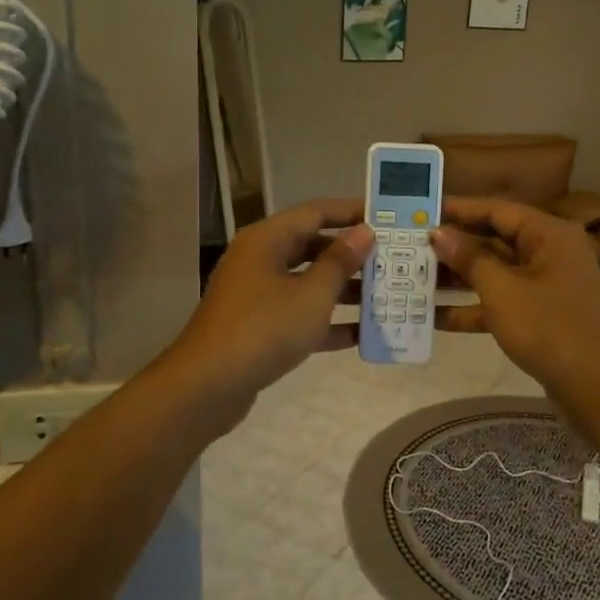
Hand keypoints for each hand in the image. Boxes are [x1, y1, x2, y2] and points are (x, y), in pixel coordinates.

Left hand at [164, 200, 372, 420]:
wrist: (207, 386)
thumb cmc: (263, 329)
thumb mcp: (311, 295)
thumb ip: (340, 263)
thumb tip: (363, 232)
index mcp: (267, 240)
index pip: (316, 212)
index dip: (352, 212)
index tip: (388, 218)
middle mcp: (260, 260)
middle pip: (312, 246)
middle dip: (352, 254)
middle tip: (392, 259)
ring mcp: (257, 295)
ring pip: (307, 282)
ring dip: (344, 289)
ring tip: (385, 295)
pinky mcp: (258, 327)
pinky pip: (299, 315)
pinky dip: (327, 322)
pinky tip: (362, 335)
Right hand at [432, 197, 599, 395]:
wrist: (598, 388)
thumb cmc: (549, 328)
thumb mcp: (502, 290)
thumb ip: (469, 259)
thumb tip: (439, 233)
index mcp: (548, 235)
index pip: (497, 210)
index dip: (459, 209)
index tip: (423, 211)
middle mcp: (550, 253)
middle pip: (495, 241)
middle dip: (455, 246)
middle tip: (412, 246)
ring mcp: (547, 287)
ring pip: (496, 273)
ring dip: (459, 278)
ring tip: (416, 279)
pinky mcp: (542, 317)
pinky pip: (502, 302)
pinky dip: (474, 308)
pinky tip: (437, 318)